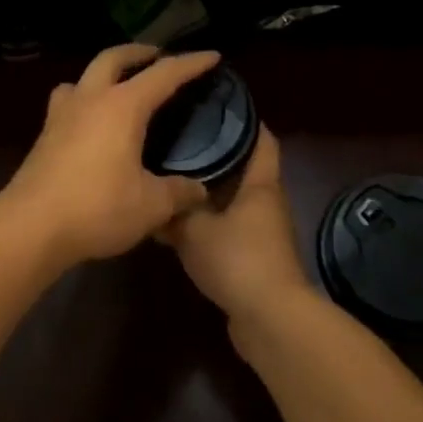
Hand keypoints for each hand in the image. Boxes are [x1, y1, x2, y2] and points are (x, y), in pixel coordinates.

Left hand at [0, 44, 221, 271]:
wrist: (29, 227)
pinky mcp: (44, 135)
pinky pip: (67, 101)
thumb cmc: (97, 208)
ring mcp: (62, 115)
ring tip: (118, 85)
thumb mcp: (150, 206)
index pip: (164, 74)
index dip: (191, 64)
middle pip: (113, 58)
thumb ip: (178, 193)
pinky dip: (84, 98)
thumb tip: (199, 191)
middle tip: (158, 56)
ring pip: (83, 76)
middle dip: (139, 52)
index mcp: (123, 106)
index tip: (212, 57)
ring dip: (105, 72)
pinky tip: (90, 122)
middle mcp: (91, 99)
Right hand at [160, 128, 311, 325]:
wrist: (269, 319)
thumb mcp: (194, 231)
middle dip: (219, 152)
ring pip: (235, 199)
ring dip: (211, 190)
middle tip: (183, 137)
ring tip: (175, 175)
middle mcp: (267, 202)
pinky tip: (182, 222)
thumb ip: (173, 212)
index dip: (246, 119)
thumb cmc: (238, 259)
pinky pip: (231, 227)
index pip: (262, 139)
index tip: (219, 103)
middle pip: (246, 167)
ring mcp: (263, 231)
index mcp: (261, 184)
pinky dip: (210, 221)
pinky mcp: (255, 257)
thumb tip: (153, 198)